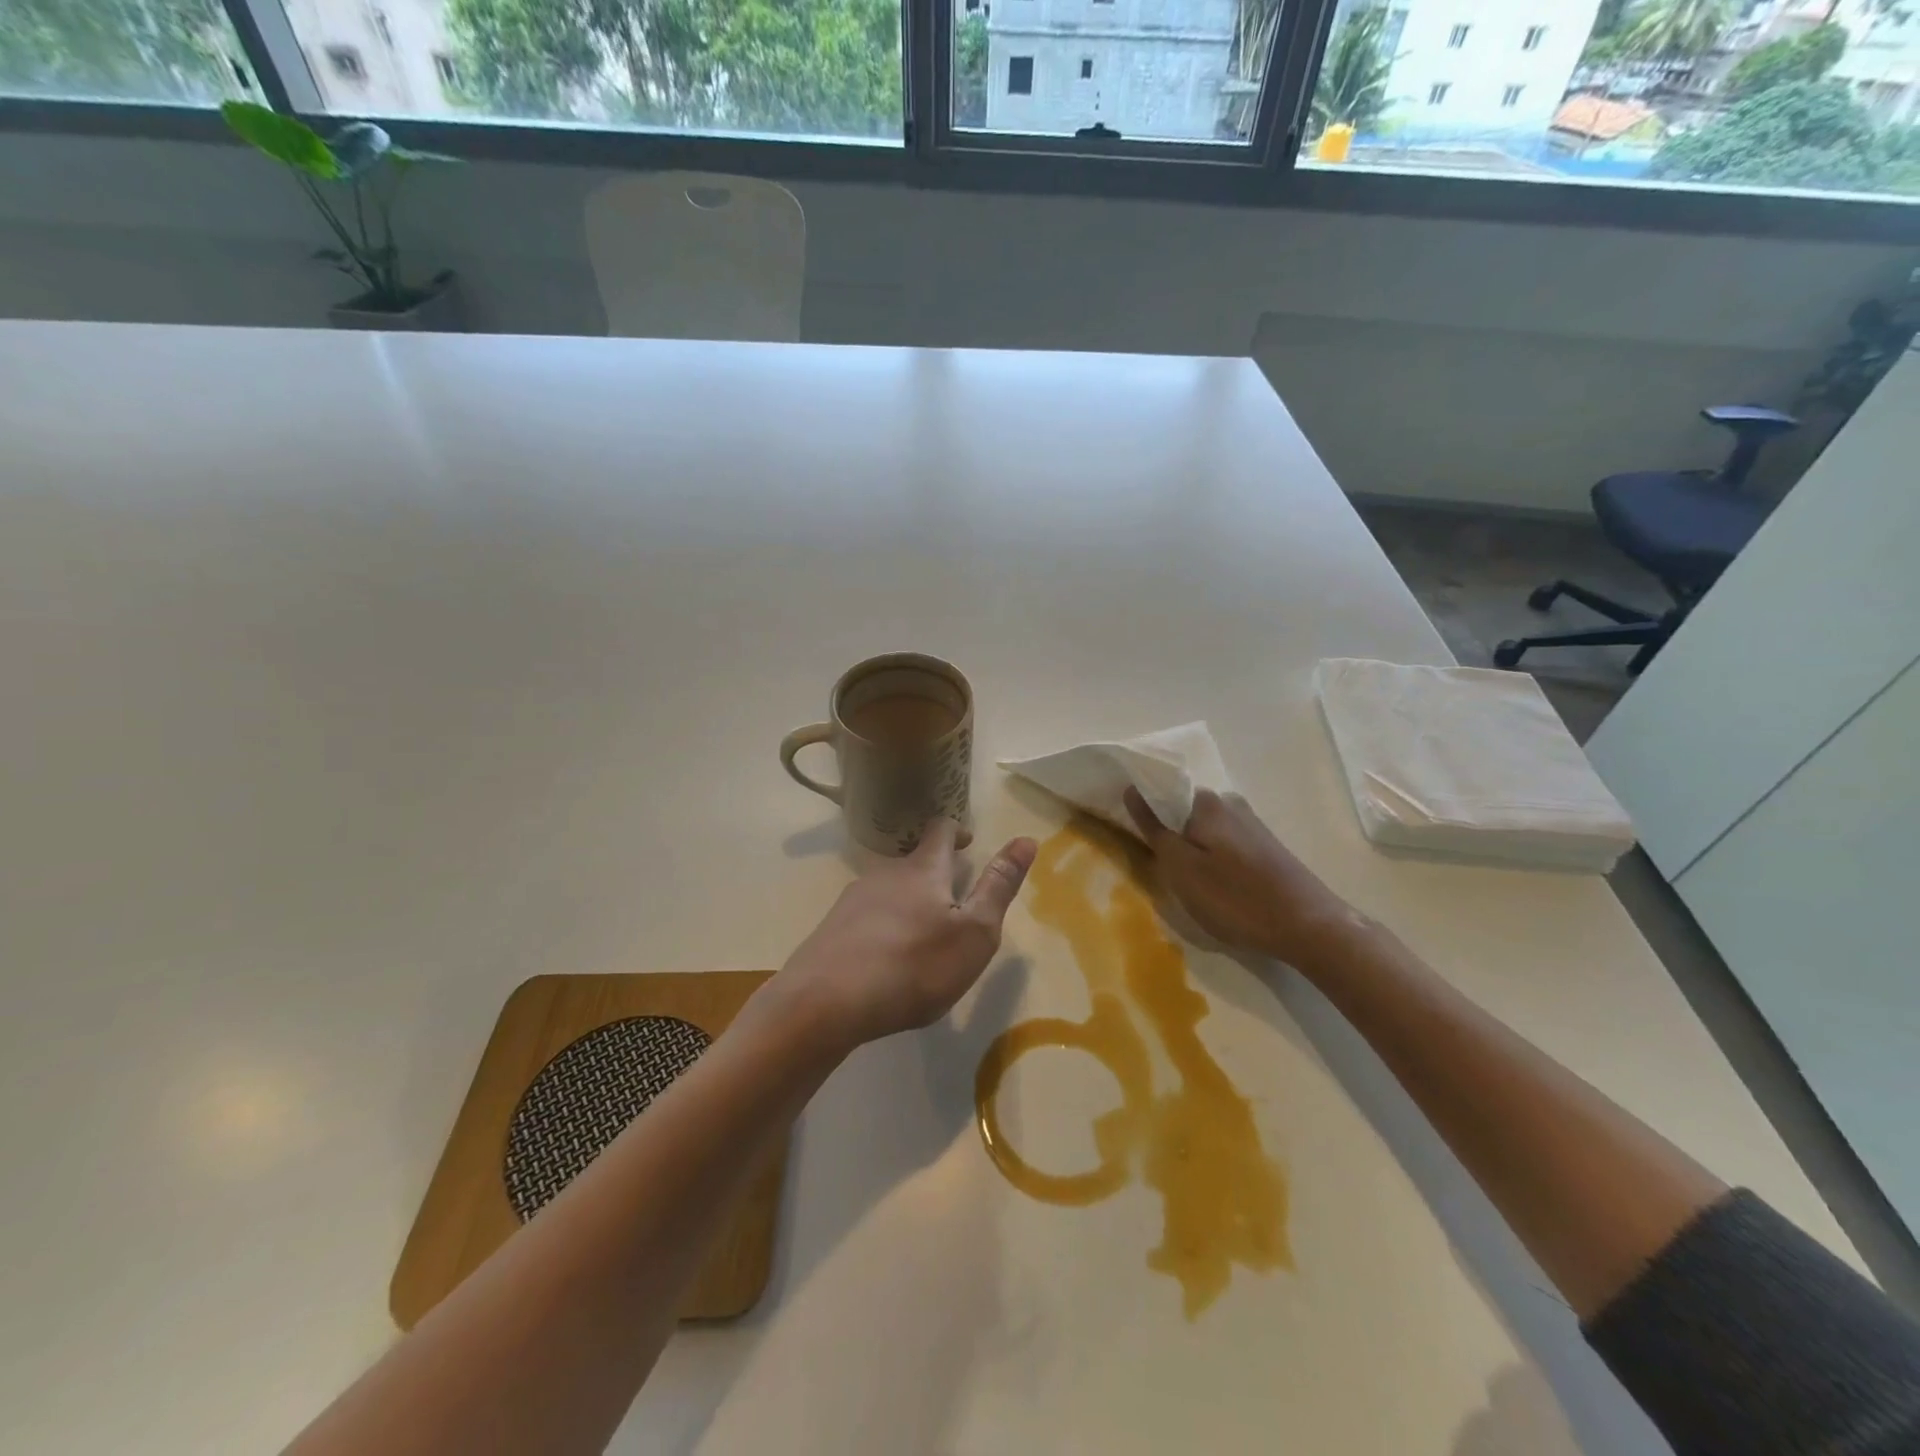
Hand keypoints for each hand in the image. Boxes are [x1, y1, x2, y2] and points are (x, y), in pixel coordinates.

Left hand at [772, 820, 1038, 1050]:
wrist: (824, 1003)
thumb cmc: (913, 966)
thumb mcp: (974, 932)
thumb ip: (999, 886)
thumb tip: (1027, 838)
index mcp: (922, 869)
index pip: (940, 830)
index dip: (956, 830)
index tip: (968, 842)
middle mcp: (884, 874)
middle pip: (913, 863)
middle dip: (935, 876)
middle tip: (954, 905)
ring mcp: (852, 900)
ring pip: (889, 891)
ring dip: (909, 904)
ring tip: (923, 939)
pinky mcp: (832, 929)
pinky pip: (867, 919)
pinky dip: (884, 929)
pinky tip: (887, 961)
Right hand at [1124, 787, 1368, 968]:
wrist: (1308, 927)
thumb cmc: (1235, 898)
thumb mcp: (1181, 868)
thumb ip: (1154, 828)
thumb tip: (1131, 789)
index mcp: (1206, 802)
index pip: (1162, 793)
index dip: (1144, 812)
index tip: (1133, 837)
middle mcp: (1230, 803)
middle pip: (1184, 812)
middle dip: (1169, 834)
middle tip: (1161, 870)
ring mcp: (1251, 824)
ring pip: (1205, 831)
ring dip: (1192, 851)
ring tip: (1187, 884)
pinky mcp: (1265, 847)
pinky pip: (1225, 845)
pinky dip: (1213, 860)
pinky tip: (1216, 887)